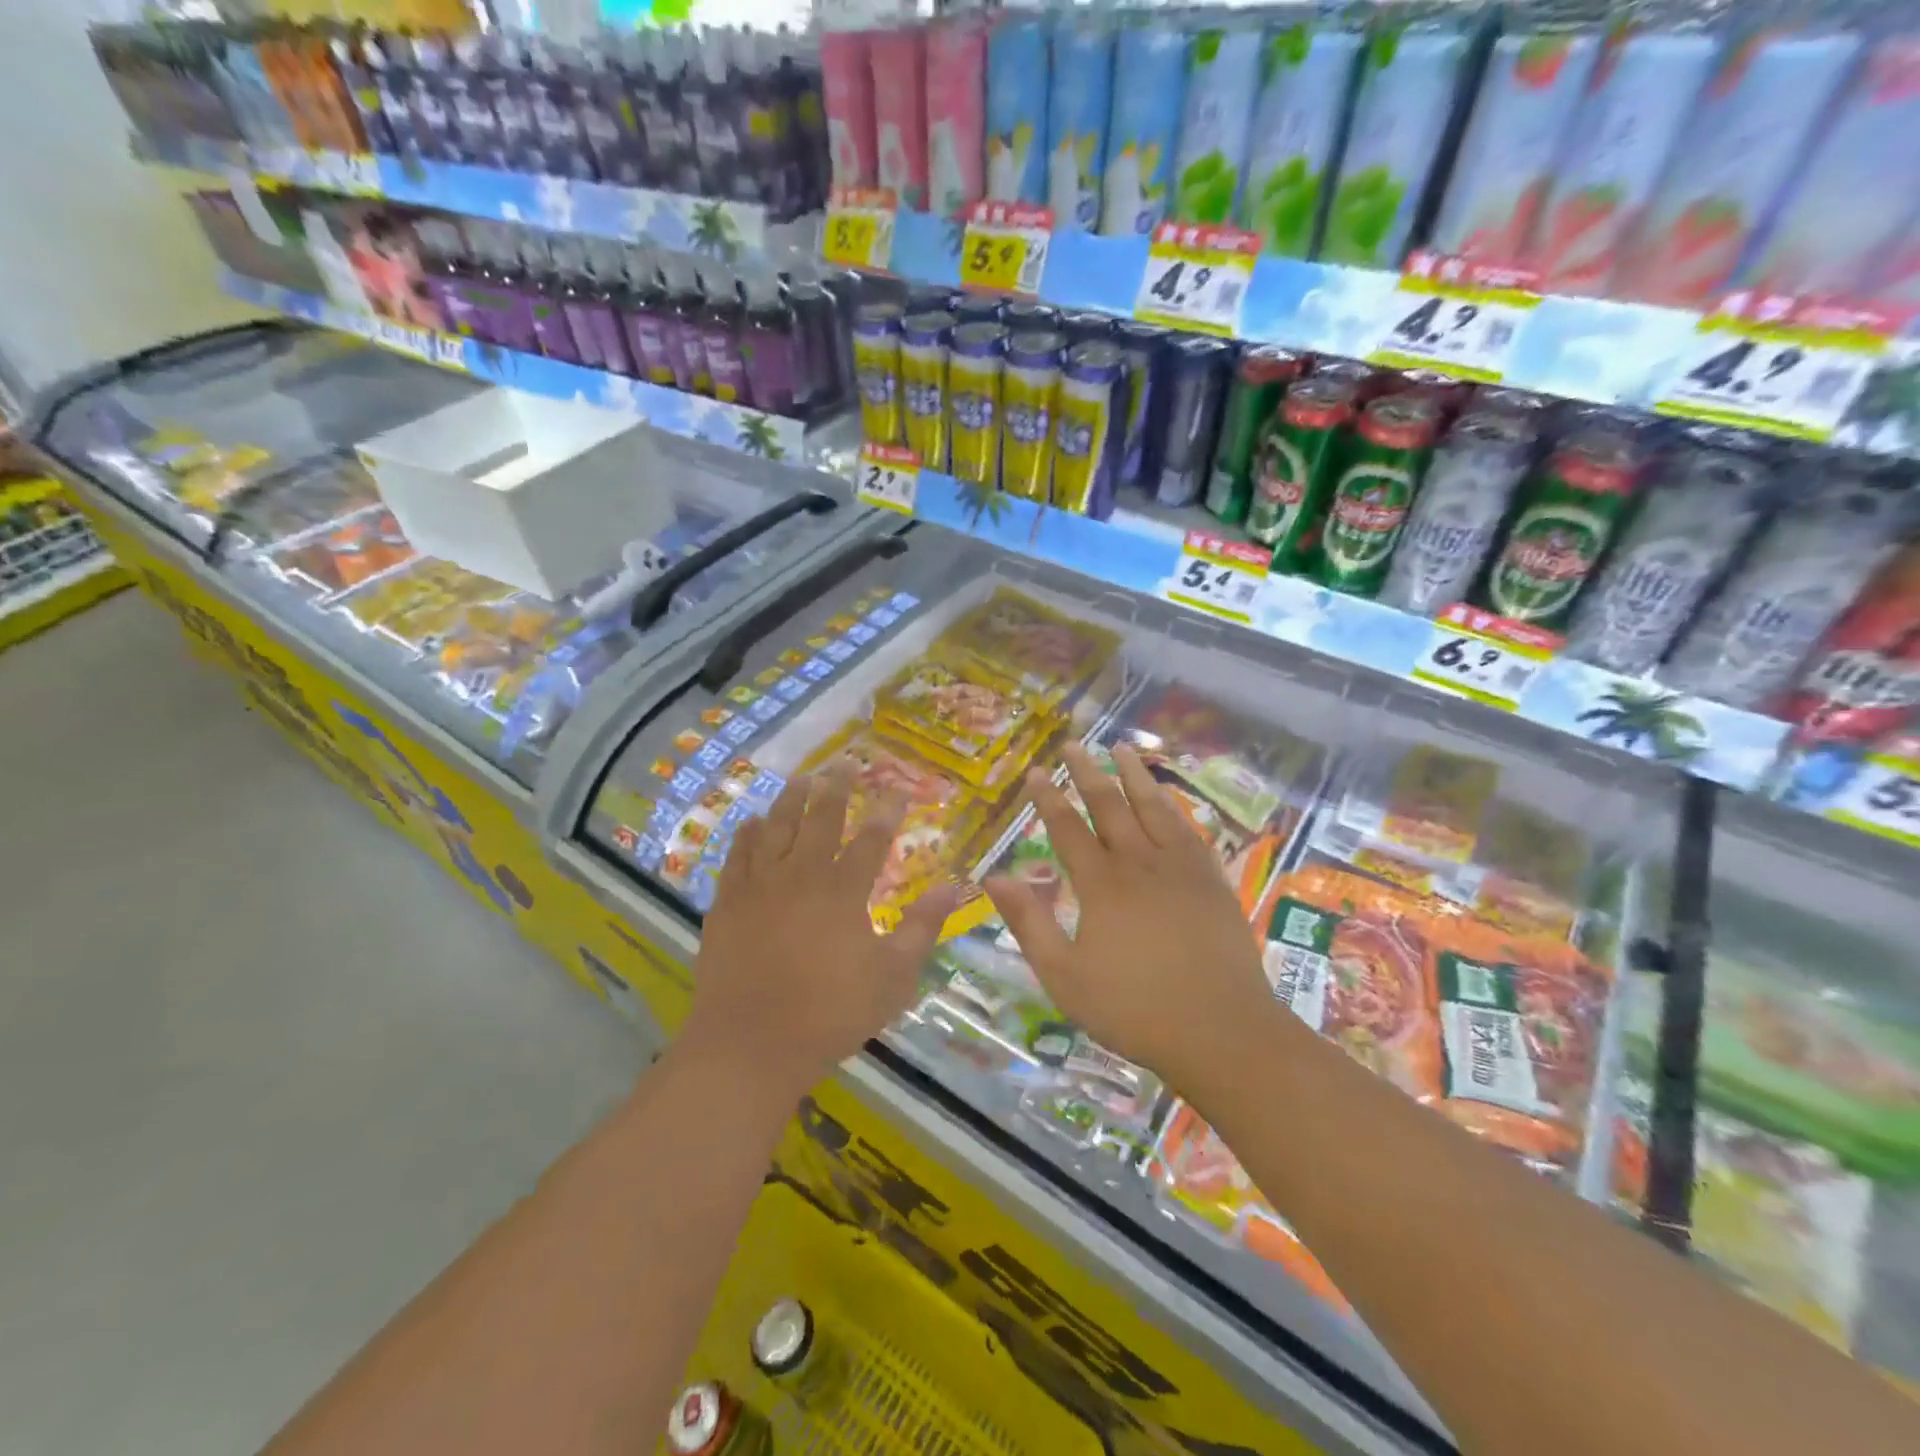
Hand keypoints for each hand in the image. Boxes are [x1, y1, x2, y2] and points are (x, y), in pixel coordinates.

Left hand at [684, 767, 959, 1100]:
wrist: (750, 1043)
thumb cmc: (830, 1013)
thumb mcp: (893, 976)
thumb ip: (922, 927)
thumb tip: (953, 887)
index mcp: (843, 890)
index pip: (871, 838)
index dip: (887, 812)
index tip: (898, 789)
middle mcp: (801, 875)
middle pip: (821, 819)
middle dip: (836, 788)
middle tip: (845, 763)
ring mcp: (760, 886)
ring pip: (776, 827)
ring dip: (791, 799)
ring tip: (802, 777)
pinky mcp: (728, 903)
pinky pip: (737, 856)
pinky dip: (747, 834)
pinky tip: (752, 821)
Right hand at [984, 743, 1274, 1094]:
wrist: (1222, 1032)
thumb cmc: (1134, 1010)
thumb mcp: (1065, 976)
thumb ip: (1029, 923)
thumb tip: (993, 876)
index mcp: (1102, 884)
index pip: (1068, 828)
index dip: (1049, 798)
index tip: (1037, 771)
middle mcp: (1140, 863)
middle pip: (1110, 805)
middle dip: (1088, 772)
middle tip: (1074, 744)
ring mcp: (1181, 868)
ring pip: (1154, 808)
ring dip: (1134, 776)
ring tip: (1122, 748)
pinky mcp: (1211, 881)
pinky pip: (1188, 830)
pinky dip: (1173, 807)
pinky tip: (1168, 800)